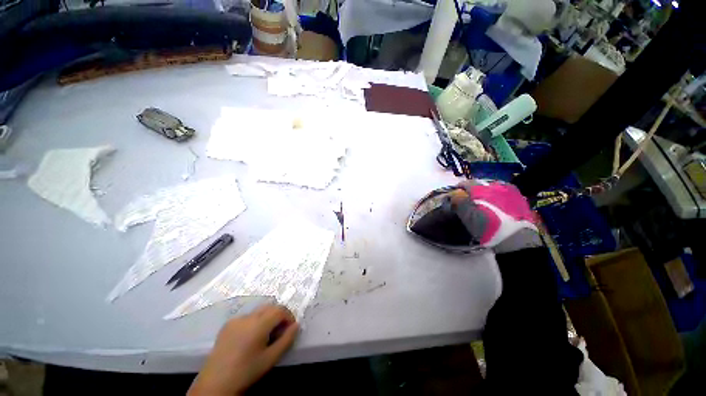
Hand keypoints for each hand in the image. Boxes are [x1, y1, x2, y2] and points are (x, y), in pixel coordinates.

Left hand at [188, 305, 298, 395]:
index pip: (280, 310)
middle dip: (279, 315)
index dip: (289, 316)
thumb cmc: (246, 371)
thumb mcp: (271, 358)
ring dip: (267, 317)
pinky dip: (255, 321)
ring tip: (267, 334)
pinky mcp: (227, 325)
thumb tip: (296, 325)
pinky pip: (247, 316)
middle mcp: (248, 317)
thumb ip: (286, 339)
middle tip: (281, 330)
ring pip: (259, 310)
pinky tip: (251, 337)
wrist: (215, 383)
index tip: (291, 328)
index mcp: (259, 324)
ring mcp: (236, 319)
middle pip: (270, 307)